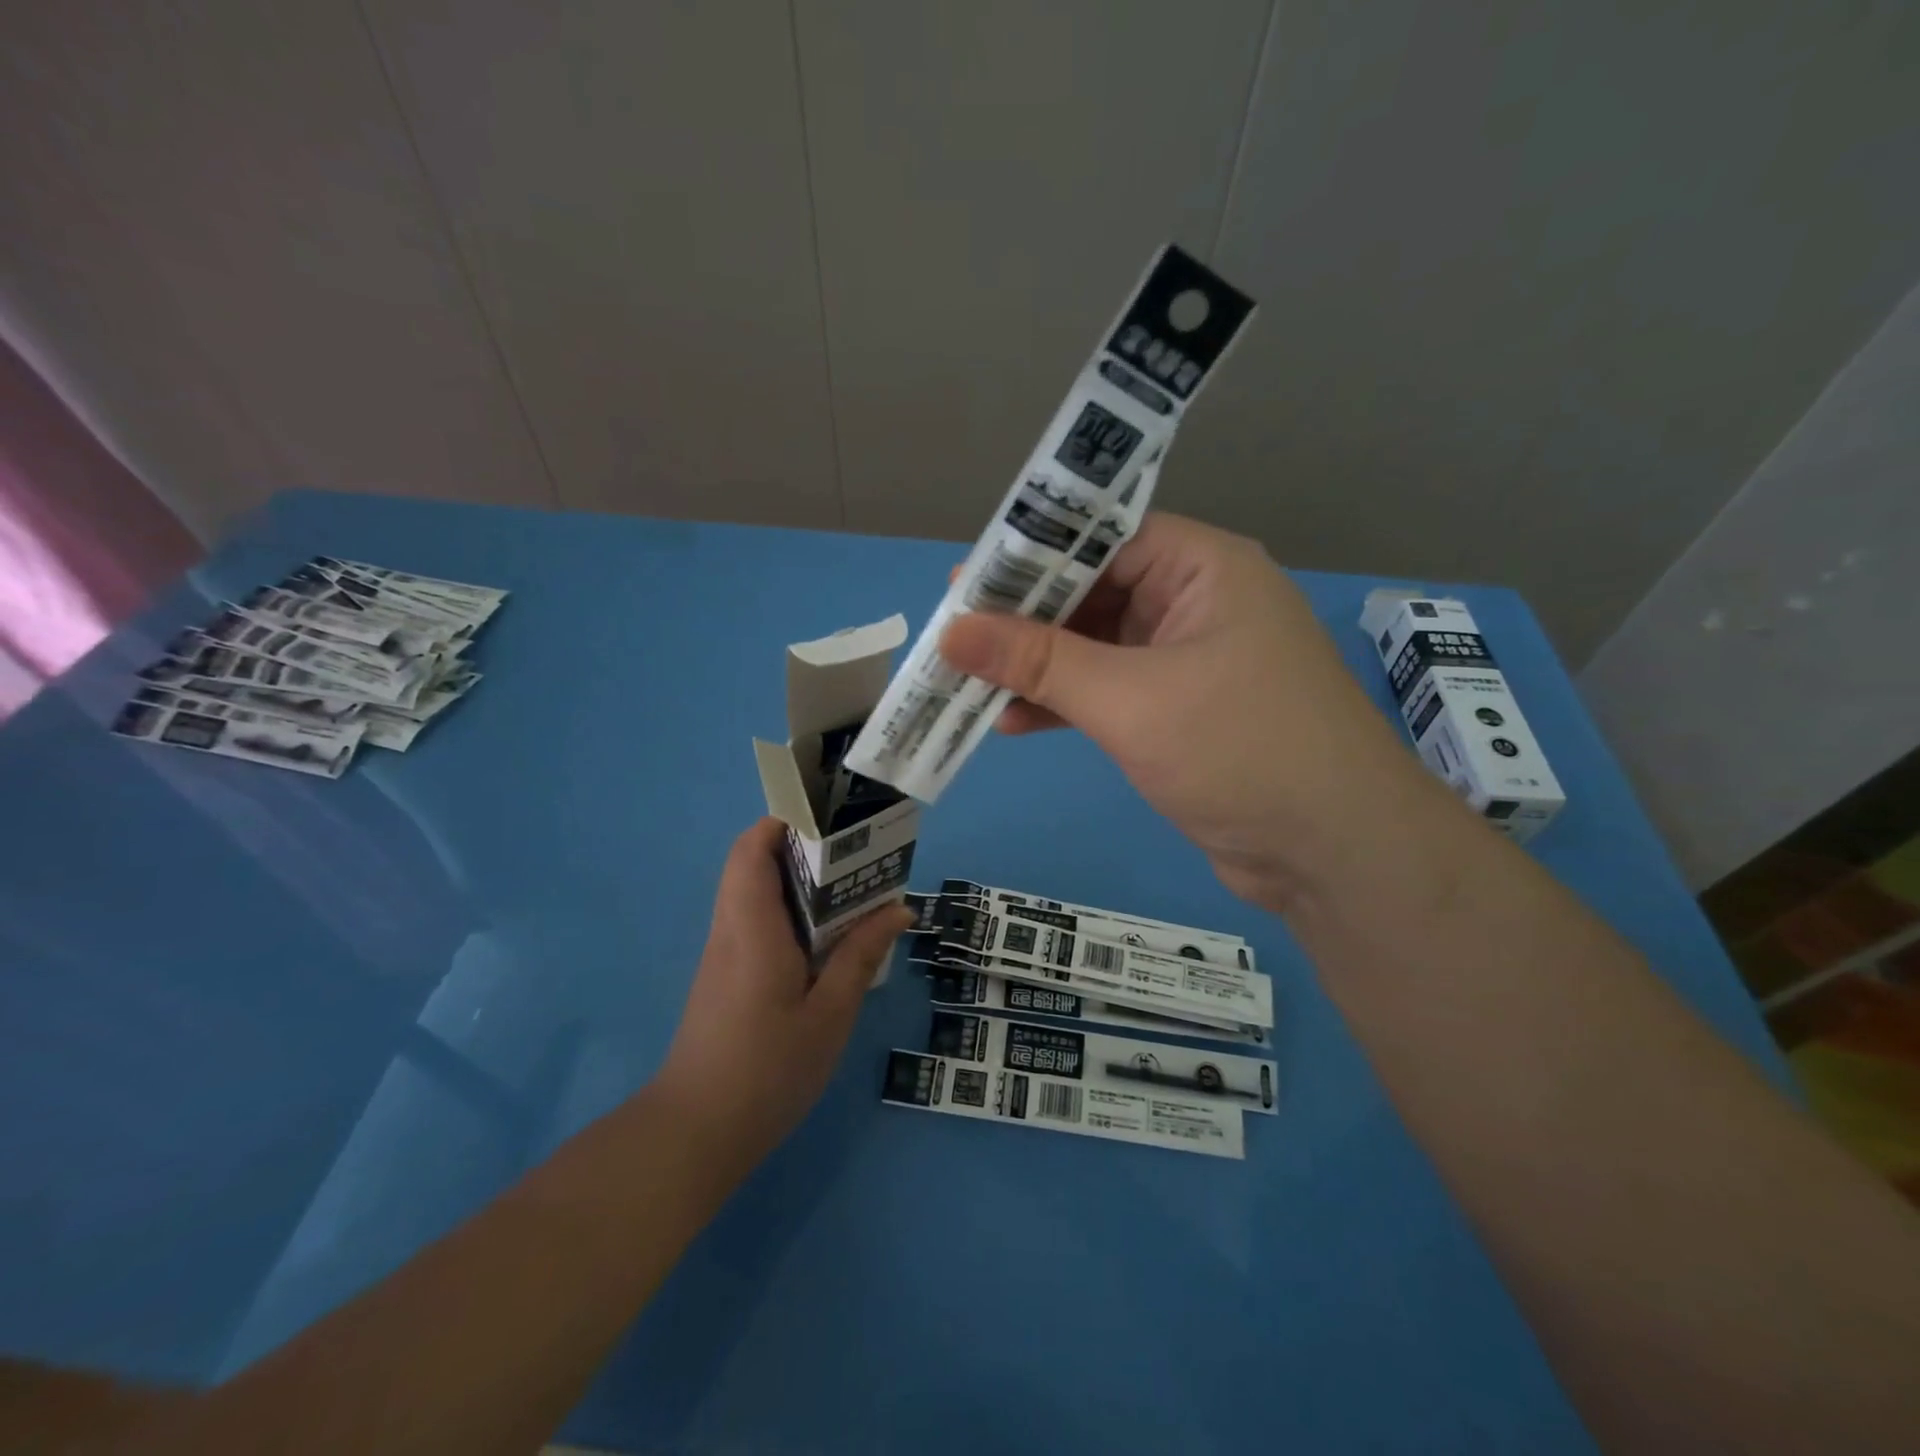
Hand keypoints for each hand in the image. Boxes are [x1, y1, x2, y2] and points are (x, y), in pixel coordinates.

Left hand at [655, 819, 912, 1181]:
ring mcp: (724, 955)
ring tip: (852, 891)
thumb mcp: (829, 1015)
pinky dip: (790, 913)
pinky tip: (827, 940)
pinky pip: (756, 923)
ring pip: (754, 893)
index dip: (783, 821)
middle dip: (801, 847)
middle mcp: (731, 930)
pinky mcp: (725, 978)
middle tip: (855, 854)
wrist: (695, 1134)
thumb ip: (861, 956)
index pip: (751, 849)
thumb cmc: (766, 1070)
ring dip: (797, 882)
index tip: (829, 819)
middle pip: (753, 864)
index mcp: (752, 928)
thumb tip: (898, 908)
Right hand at [939, 512, 1437, 911]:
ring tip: (967, 681)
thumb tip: (952, 631)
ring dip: (1036, 667)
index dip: (1029, 556)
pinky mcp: (1178, 712)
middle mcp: (1196, 602)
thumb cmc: (1240, 750)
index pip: (1101, 538)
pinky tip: (1012, 721)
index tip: (964, 582)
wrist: (1333, 854)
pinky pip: (1107, 692)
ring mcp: (1188, 660)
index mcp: (1202, 568)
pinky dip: (1063, 704)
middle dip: (1024, 619)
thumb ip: (1039, 661)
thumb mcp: (1129, 699)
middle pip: (1093, 592)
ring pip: (1095, 647)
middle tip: (954, 636)